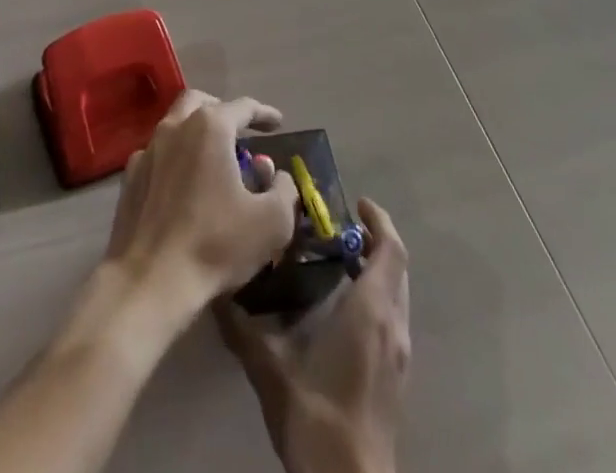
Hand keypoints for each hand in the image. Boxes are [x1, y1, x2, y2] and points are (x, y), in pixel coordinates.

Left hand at [104, 91, 299, 319]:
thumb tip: (278, 175)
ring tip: (213, 158)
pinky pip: (157, 153)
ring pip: (175, 124)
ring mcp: (147, 149)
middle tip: (239, 132)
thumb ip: (283, 191)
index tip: (278, 123)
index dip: (264, 113)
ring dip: (196, 132)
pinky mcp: (130, 176)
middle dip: (223, 110)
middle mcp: (175, 126)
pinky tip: (183, 183)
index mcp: (210, 127)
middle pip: (200, 102)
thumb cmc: (215, 244)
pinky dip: (175, 158)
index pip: (242, 107)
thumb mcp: (271, 223)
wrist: (150, 280)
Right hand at [216, 199, 410, 472]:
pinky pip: (393, 318)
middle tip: (339, 227)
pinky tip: (344, 308)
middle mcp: (393, 325)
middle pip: (396, 268)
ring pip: (397, 294)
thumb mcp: (270, 366)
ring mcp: (400, 355)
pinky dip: (376, 296)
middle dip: (375, 240)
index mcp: (371, 310)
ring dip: (377, 269)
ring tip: (339, 260)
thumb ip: (242, 325)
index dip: (378, 220)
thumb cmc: (317, 414)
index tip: (355, 202)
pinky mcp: (397, 377)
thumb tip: (215, 292)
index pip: (390, 250)